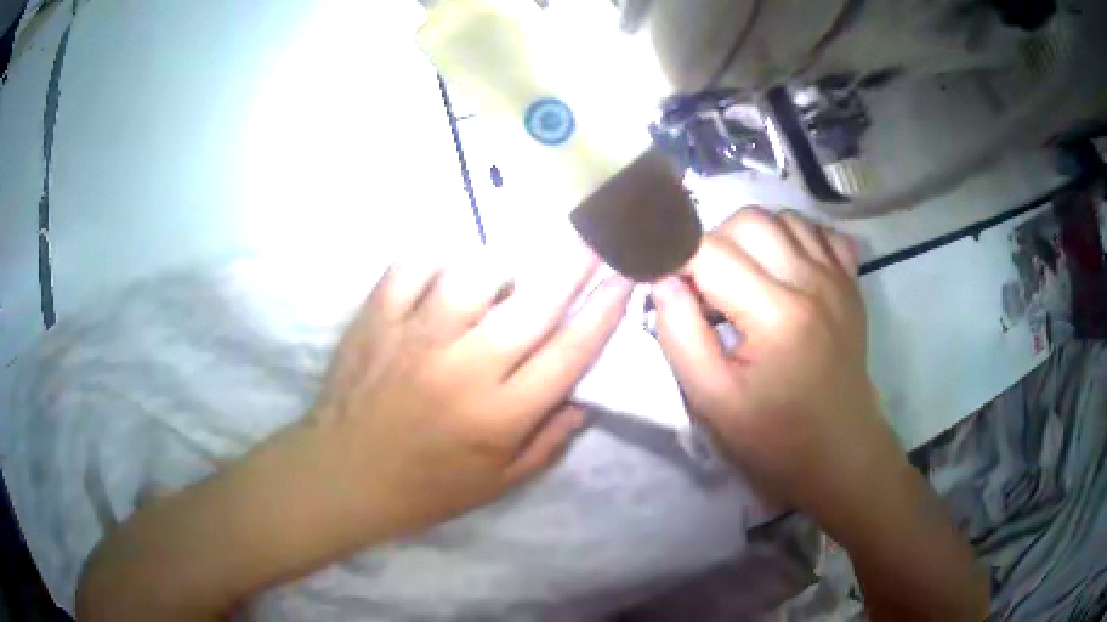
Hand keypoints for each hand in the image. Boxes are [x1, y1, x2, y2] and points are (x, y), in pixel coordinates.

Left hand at [307, 246, 632, 537]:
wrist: (344, 475)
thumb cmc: (426, 487)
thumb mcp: (498, 483)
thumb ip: (548, 443)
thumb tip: (585, 401)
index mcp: (500, 414)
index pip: (569, 352)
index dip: (604, 311)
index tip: (624, 278)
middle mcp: (464, 368)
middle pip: (533, 304)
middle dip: (574, 262)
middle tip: (595, 233)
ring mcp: (415, 337)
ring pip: (471, 274)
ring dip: (496, 267)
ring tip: (498, 277)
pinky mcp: (376, 318)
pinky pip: (411, 267)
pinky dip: (431, 262)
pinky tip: (438, 275)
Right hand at [651, 207, 893, 517]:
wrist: (840, 452)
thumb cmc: (774, 437)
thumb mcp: (713, 401)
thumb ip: (680, 336)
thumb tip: (663, 281)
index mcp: (777, 315)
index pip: (710, 252)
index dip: (675, 258)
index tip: (664, 283)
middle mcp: (812, 282)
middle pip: (748, 221)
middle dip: (712, 244)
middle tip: (706, 287)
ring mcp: (837, 278)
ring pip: (783, 217)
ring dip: (751, 237)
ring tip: (743, 277)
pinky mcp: (851, 283)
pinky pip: (819, 233)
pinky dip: (794, 237)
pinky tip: (784, 269)